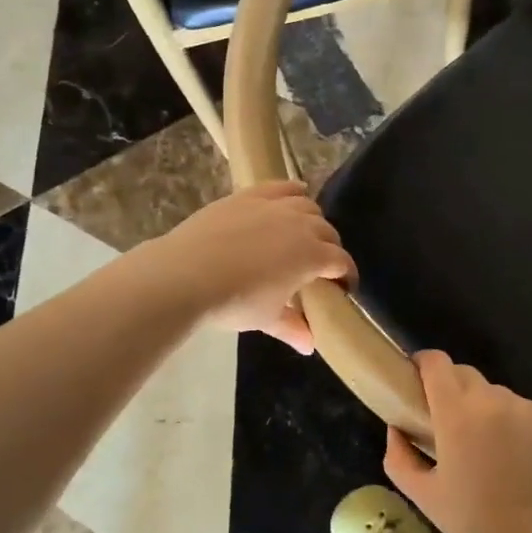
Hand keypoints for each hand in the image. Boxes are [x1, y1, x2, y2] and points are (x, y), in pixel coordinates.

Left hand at [149, 182, 354, 353]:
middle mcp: (301, 225)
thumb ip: (292, 328)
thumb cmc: (234, 302)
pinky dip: (293, 192)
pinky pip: (282, 187)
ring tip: (304, 235)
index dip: (346, 276)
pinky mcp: (250, 195)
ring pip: (308, 207)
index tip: (342, 289)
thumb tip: (309, 345)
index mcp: (312, 256)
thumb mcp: (266, 319)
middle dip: (330, 249)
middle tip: (320, 267)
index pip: (341, 262)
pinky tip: (296, 195)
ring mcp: (274, 206)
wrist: (186, 274)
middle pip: (328, 232)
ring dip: (313, 221)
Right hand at [383, 350, 531, 532]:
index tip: (416, 378)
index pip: (436, 362)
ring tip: (489, 448)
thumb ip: (400, 458)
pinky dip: (515, 423)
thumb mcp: (426, 498)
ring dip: (485, 410)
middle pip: (465, 374)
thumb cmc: (480, 525)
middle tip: (449, 424)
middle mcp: (493, 398)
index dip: (423, 364)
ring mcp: (527, 406)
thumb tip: (396, 429)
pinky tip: (520, 458)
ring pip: (496, 394)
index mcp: (457, 413)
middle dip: (452, 390)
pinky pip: (524, 409)